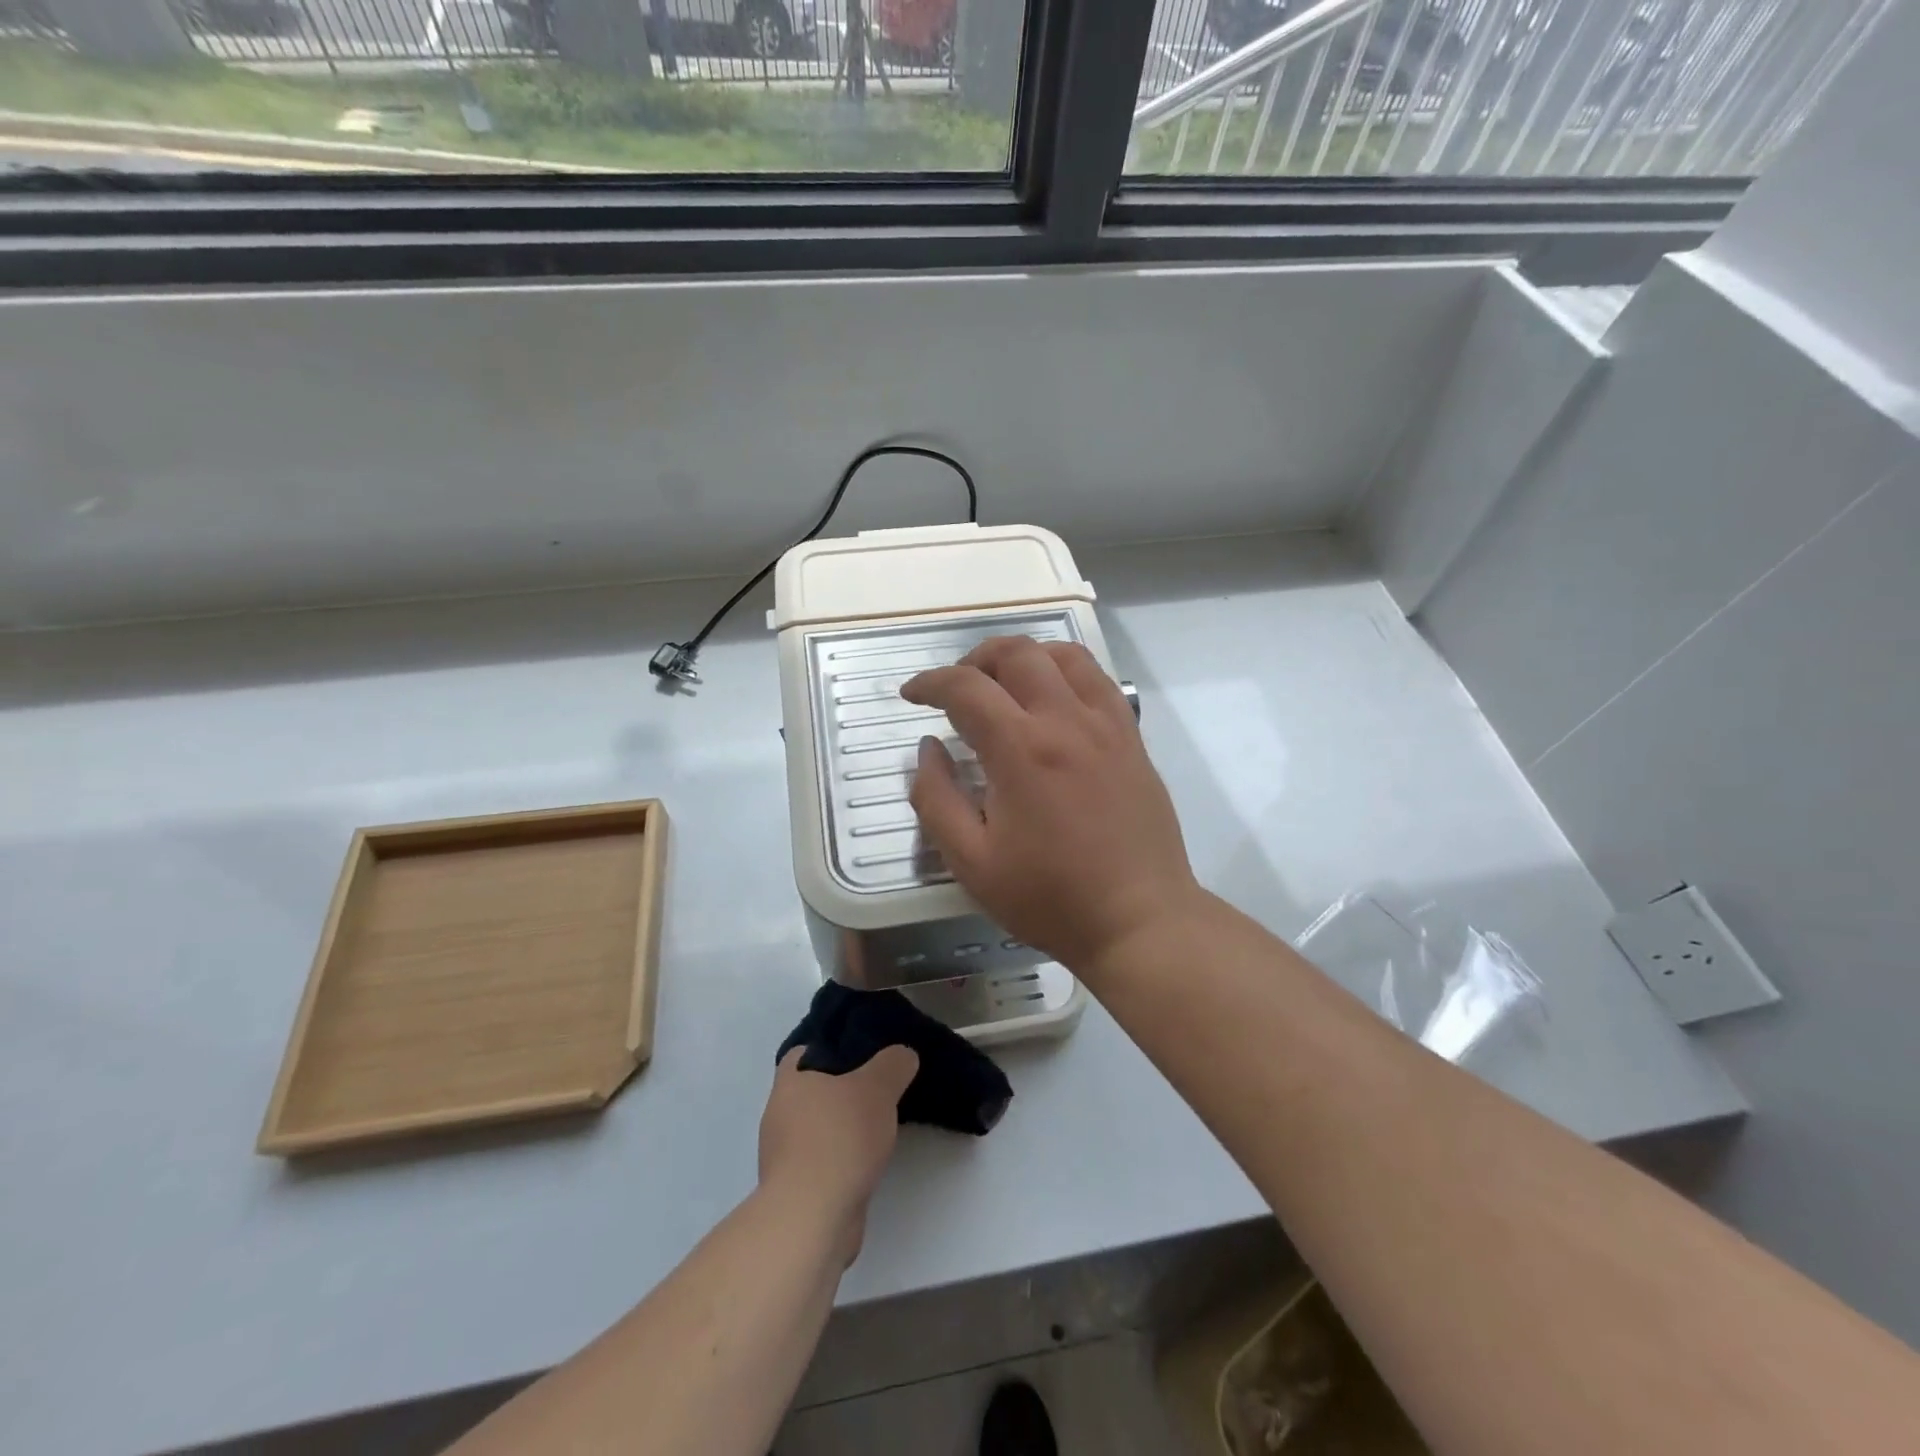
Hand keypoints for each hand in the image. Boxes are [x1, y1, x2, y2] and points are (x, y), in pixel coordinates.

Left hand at [758, 1045, 918, 1258]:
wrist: (812, 1218)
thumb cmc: (839, 1138)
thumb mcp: (878, 1087)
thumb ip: (893, 1064)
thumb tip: (902, 1055)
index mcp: (789, 1083)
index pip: (803, 1053)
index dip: (831, 1048)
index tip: (862, 1053)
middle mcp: (779, 1115)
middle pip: (812, 1091)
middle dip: (841, 1091)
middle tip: (878, 1088)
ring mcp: (783, 1156)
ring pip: (817, 1129)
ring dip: (842, 1129)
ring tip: (878, 1127)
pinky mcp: (795, 1191)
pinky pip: (821, 1162)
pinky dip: (841, 1160)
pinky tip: (866, 1163)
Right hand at [901, 637, 1204, 975]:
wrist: (1138, 920)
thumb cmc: (1049, 897)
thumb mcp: (972, 862)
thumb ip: (937, 798)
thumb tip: (928, 748)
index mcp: (1021, 749)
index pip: (966, 688)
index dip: (930, 683)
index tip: (911, 695)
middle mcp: (1066, 720)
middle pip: (1017, 653)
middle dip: (975, 658)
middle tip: (956, 687)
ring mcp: (1107, 725)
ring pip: (1064, 655)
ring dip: (1024, 656)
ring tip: (1004, 683)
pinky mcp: (1132, 739)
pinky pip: (1099, 680)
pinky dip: (1066, 671)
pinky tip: (1054, 699)